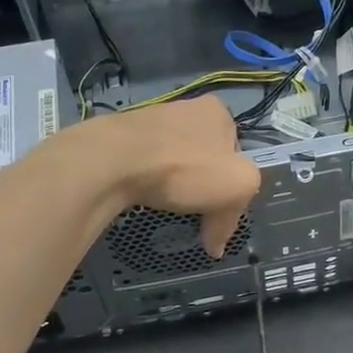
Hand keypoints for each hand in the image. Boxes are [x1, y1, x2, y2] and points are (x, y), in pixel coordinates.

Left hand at [95, 95, 260, 256]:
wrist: (114, 160)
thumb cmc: (184, 167)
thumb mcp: (238, 185)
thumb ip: (236, 210)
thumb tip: (216, 245)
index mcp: (218, 111)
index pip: (235, 154)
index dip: (232, 186)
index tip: (219, 212)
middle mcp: (186, 107)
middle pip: (205, 158)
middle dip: (202, 186)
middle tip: (195, 213)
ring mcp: (151, 119)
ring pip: (174, 160)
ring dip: (174, 184)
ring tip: (166, 206)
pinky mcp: (123, 135)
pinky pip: (145, 163)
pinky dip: (148, 181)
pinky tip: (142, 196)